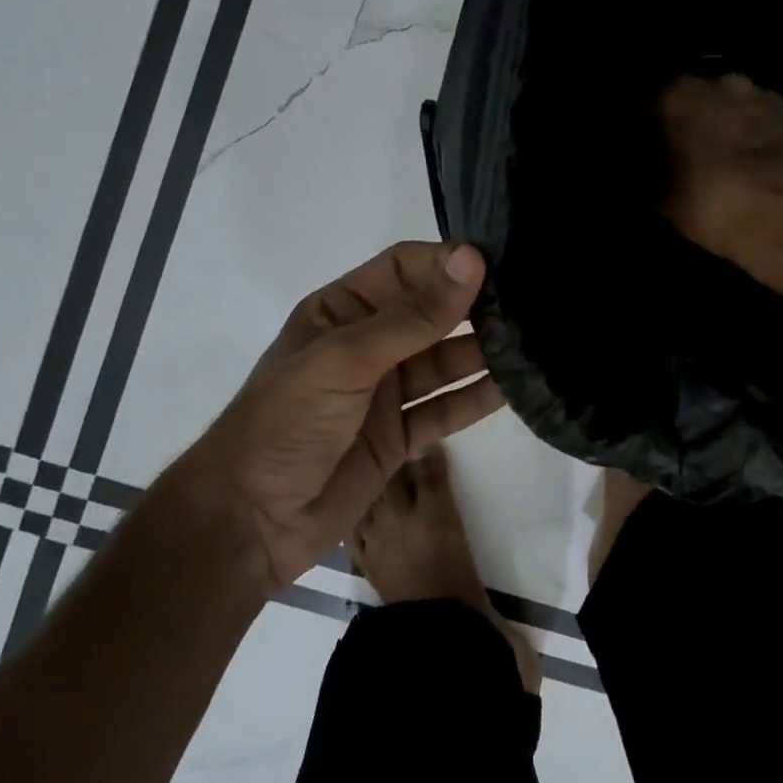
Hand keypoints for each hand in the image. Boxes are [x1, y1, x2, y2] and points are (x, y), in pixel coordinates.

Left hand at [185, 242, 504, 588]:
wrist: (250, 522)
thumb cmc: (285, 423)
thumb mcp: (346, 359)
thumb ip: (413, 317)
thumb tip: (472, 260)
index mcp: (341, 312)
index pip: (403, 269)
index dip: (446, 263)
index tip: (498, 263)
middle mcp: (367, 345)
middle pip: (430, 315)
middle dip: (473, 308)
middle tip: (530, 303)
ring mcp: (384, 392)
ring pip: (444, 363)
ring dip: (482, 353)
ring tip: (532, 343)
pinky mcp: (399, 436)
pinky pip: (445, 408)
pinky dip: (476, 399)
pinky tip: (513, 388)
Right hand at [659, 73, 782, 265]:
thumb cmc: (715, 207)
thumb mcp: (665, 201)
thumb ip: (653, 176)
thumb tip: (650, 171)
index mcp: (682, 96)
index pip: (657, 99)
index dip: (655, 124)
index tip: (655, 148)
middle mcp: (724, 84)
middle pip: (701, 96)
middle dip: (696, 119)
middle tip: (691, 153)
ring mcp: (767, 97)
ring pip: (738, 105)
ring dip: (731, 124)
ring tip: (728, 159)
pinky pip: (769, 121)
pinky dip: (762, 137)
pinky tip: (760, 163)